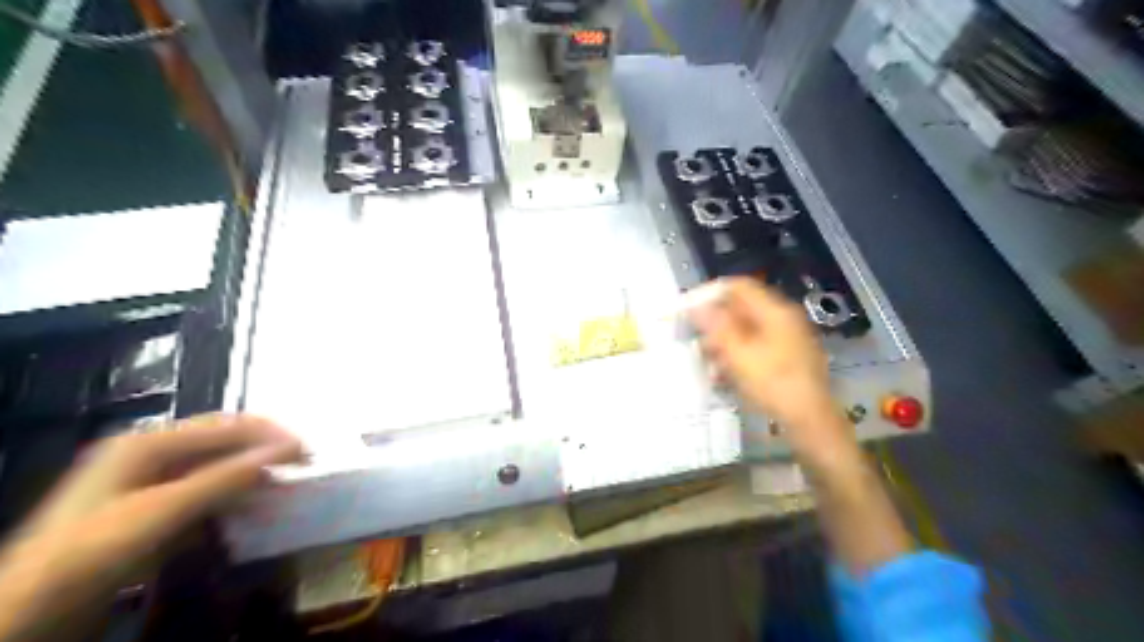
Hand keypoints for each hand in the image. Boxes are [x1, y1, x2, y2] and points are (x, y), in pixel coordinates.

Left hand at [1, 413, 299, 638]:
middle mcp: (151, 453)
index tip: (308, 451)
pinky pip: (205, 492)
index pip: (226, 426)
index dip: (269, 435)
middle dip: (264, 451)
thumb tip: (287, 450)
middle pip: (223, 442)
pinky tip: (254, 506)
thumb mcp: (164, 511)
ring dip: (252, 474)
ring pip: (217, 467)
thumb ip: (227, 477)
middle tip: (303, 464)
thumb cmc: (93, 551)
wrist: (28, 611)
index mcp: (148, 443)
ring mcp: (149, 482)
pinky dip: (233, 496)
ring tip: (286, 484)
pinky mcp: (151, 509)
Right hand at [686, 279, 856, 469]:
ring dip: (724, 341)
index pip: (738, 286)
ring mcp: (789, 338)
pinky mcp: (789, 358)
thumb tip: (696, 306)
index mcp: (774, 311)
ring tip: (708, 362)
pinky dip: (738, 354)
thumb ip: (716, 326)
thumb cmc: (772, 383)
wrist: (810, 420)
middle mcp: (784, 318)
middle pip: (743, 308)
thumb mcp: (738, 354)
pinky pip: (757, 346)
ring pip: (748, 329)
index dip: (711, 293)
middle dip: (716, 322)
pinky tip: (725, 375)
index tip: (689, 309)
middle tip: (696, 340)